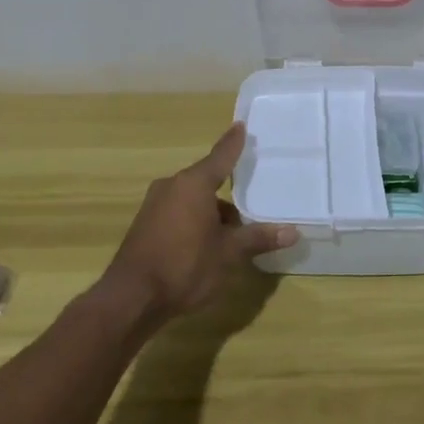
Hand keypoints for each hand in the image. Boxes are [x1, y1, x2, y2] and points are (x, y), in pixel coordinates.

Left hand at [98, 123, 296, 325]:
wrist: (131, 298)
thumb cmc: (184, 266)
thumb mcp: (228, 254)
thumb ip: (258, 238)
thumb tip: (292, 232)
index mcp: (193, 184)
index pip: (220, 156)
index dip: (233, 143)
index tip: (241, 126)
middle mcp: (172, 186)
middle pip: (207, 181)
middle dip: (228, 197)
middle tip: (250, 209)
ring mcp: (154, 205)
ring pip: (192, 200)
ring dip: (211, 213)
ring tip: (231, 238)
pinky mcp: (145, 225)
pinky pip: (178, 213)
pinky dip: (194, 222)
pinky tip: (205, 247)